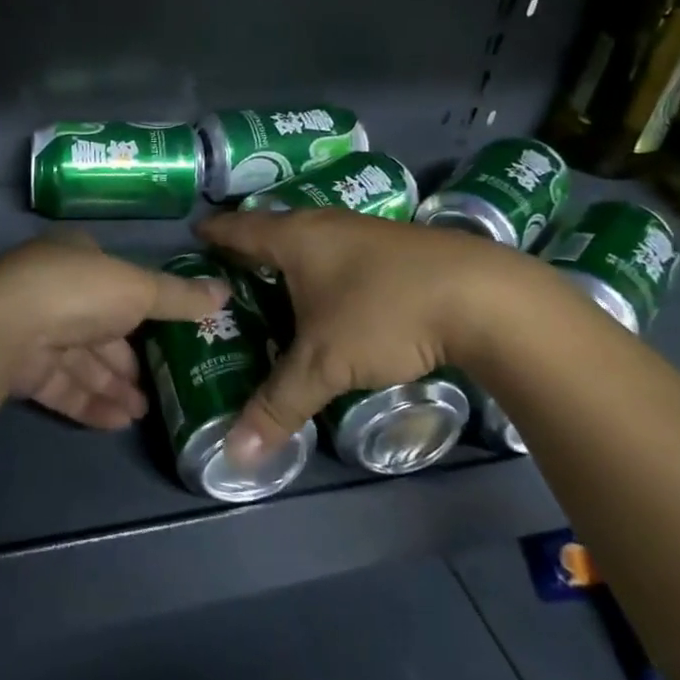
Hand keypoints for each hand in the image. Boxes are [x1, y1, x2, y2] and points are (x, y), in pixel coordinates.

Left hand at [0, 235, 228, 429]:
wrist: (4, 328)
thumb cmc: (78, 292)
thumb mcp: (138, 288)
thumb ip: (179, 296)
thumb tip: (225, 292)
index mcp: (77, 258)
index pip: (116, 284)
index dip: (144, 311)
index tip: (171, 338)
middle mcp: (54, 290)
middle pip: (100, 327)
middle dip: (129, 359)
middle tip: (162, 387)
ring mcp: (34, 329)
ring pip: (82, 361)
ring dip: (114, 386)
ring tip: (146, 412)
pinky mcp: (21, 368)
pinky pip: (64, 386)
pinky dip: (91, 402)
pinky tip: (120, 422)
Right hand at [198, 209, 564, 460]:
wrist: (485, 297)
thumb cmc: (384, 314)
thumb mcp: (324, 364)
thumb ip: (278, 405)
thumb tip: (234, 455)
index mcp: (295, 237)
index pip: (240, 228)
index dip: (215, 234)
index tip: (194, 238)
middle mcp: (325, 224)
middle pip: (275, 229)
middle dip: (250, 248)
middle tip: (227, 274)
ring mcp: (365, 231)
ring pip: (313, 240)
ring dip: (291, 259)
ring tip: (274, 286)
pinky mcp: (398, 247)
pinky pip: (341, 252)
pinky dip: (325, 269)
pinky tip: (333, 295)